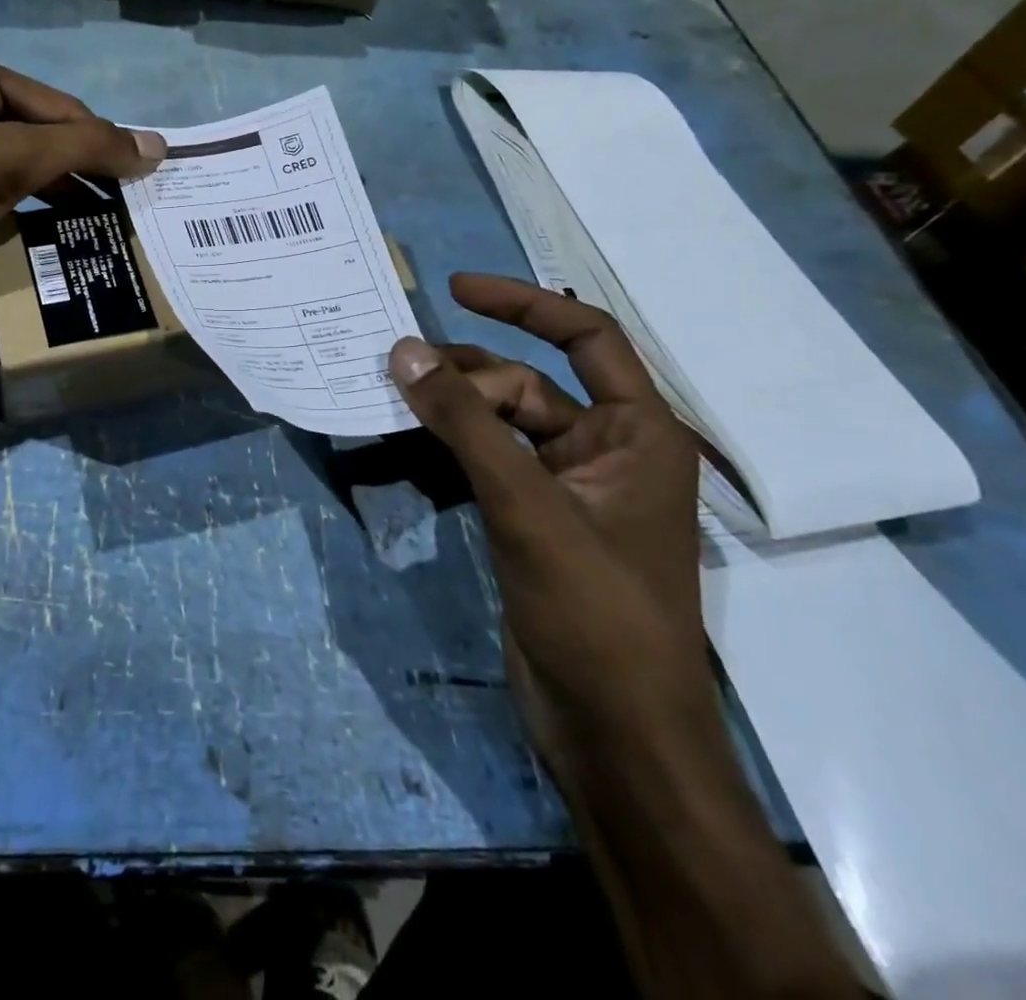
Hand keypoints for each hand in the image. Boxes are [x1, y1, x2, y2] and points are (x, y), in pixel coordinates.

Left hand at [0, 44, 164, 338]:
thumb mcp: (8, 161)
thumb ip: (85, 150)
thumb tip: (158, 147)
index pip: (61, 109)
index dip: (105, 147)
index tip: (148, 188)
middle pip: (42, 140)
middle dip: (82, 178)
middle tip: (129, 217)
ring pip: (19, 174)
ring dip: (57, 203)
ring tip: (102, 234)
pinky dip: (23, 221)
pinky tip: (51, 246)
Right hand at [388, 282, 864, 999]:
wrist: (615, 737)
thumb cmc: (595, 613)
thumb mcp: (527, 507)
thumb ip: (465, 425)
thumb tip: (403, 350)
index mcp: (636, 433)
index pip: (585, 337)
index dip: (522, 303)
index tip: (454, 287)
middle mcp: (604, 450)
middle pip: (525, 384)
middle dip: (464, 377)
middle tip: (395, 375)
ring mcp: (565, 489)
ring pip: (498, 426)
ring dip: (448, 414)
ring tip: (389, 403)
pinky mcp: (532, 522)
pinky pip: (484, 465)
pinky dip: (446, 454)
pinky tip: (403, 452)